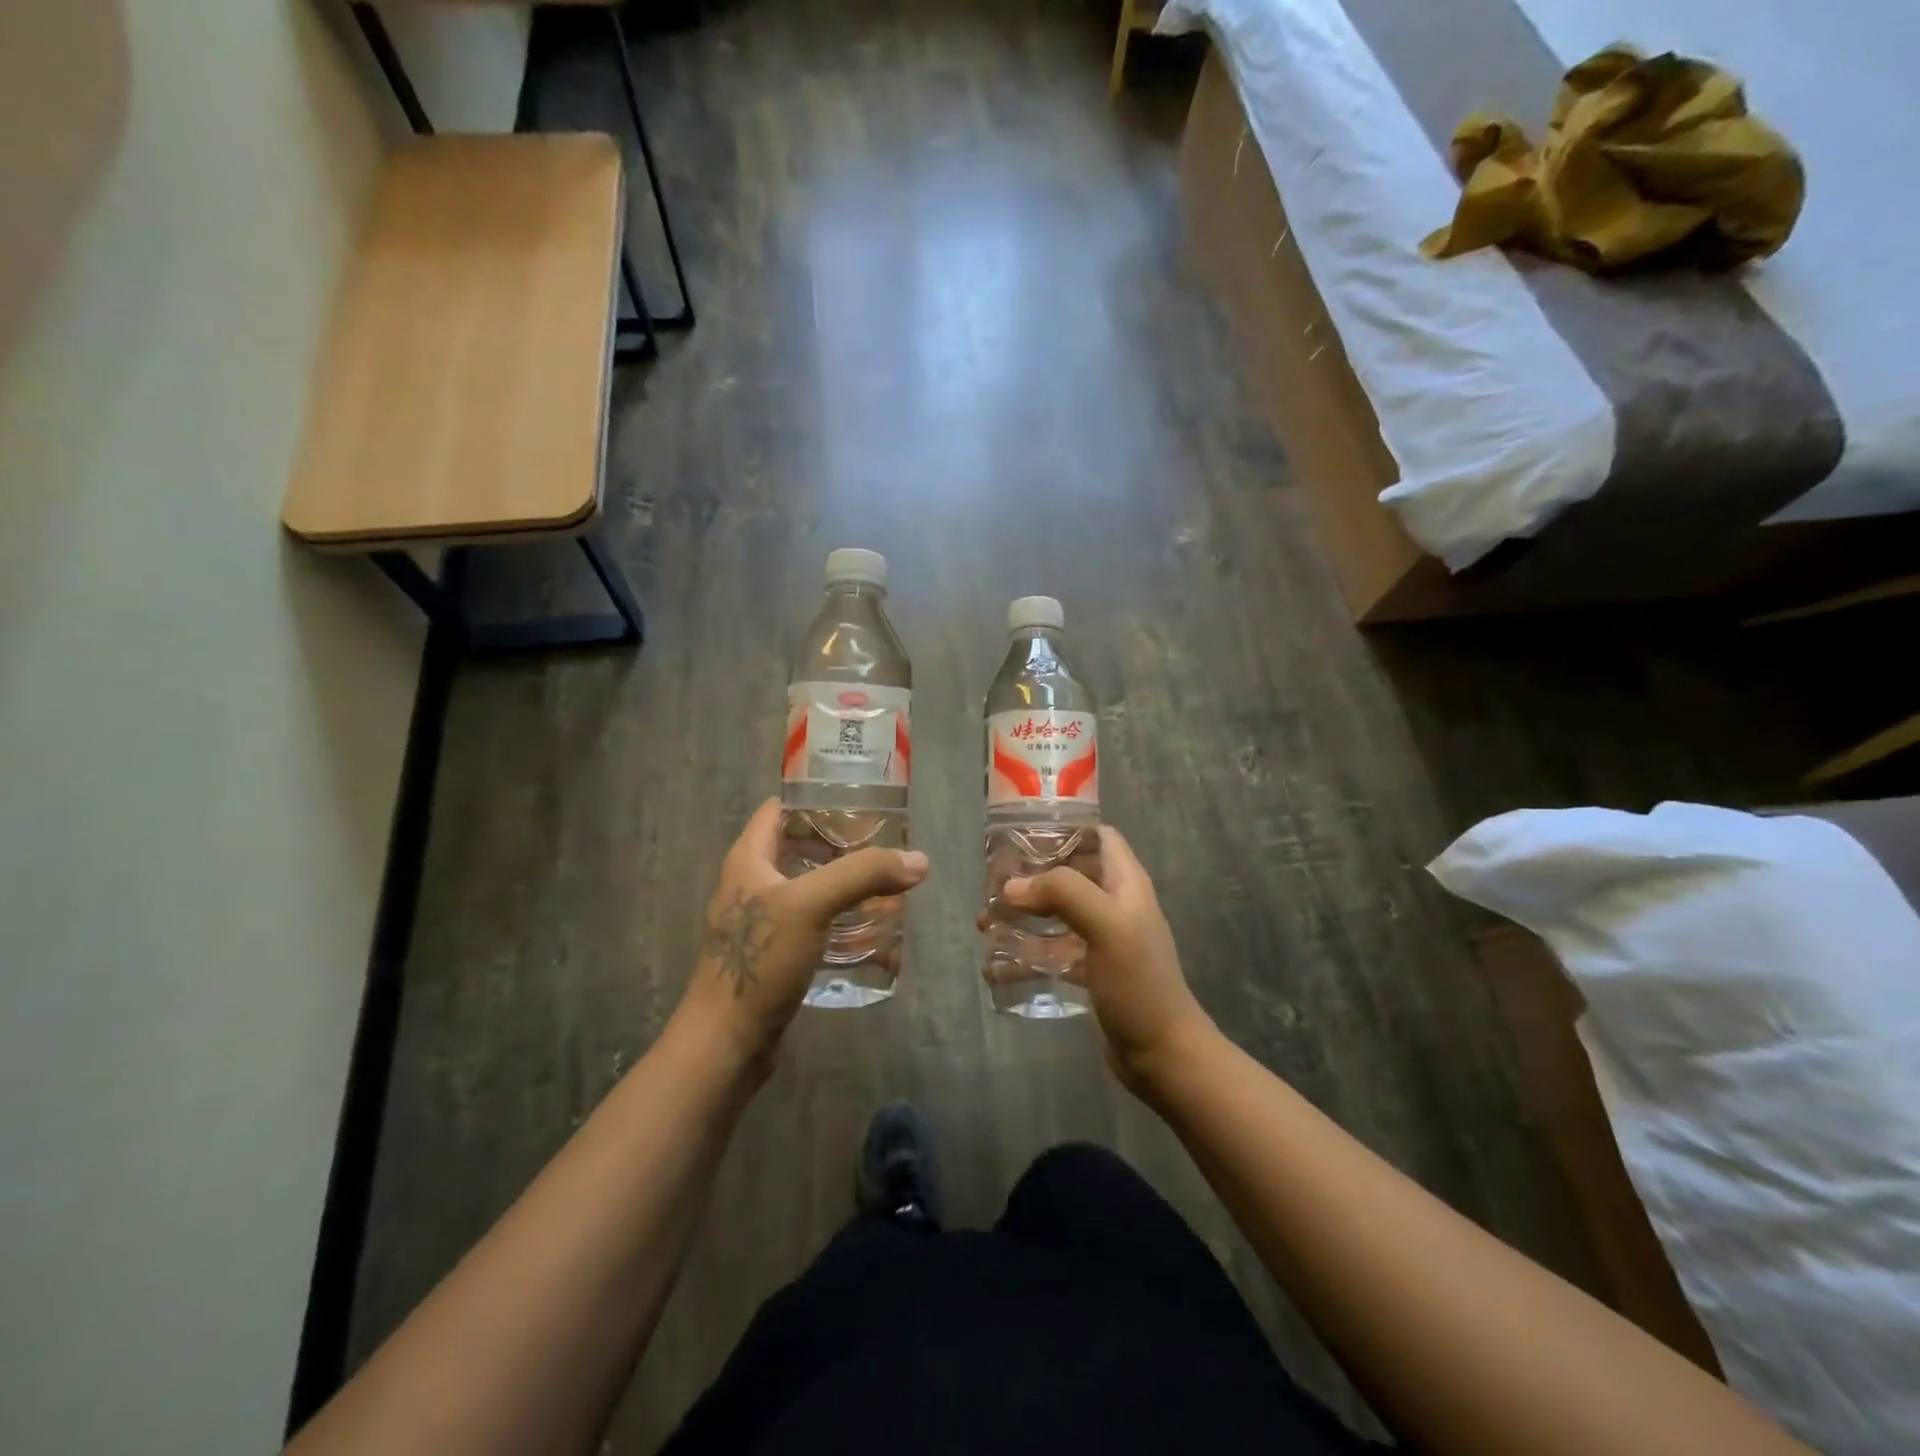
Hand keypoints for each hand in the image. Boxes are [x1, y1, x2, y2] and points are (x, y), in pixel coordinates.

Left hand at [675, 799, 928, 1073]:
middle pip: (799, 847)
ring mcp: (761, 922)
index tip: (861, 803)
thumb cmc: (760, 960)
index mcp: (749, 859)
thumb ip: (863, 875)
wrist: (727, 1042)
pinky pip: (813, 925)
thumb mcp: (811, 905)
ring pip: (809, 888)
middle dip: (841, 845)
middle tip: (883, 845)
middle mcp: (751, 883)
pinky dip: (840, 921)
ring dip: (844, 885)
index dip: (817, 800)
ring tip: (886, 885)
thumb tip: (918, 861)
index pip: (780, 809)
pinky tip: (871, 932)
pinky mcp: (774, 954)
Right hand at [999, 826, 1217, 1092]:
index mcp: (1125, 883)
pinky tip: (996, 966)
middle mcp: (1114, 904)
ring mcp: (1102, 938)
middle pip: (1069, 873)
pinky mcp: (1090, 970)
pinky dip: (1026, 953)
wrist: (1162, 1054)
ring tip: (984, 922)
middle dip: (1031, 875)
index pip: (1097, 835)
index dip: (1064, 828)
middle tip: (992, 882)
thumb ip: (1063, 894)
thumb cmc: (1138, 983)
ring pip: (1056, 913)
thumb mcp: (1107, 926)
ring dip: (1023, 915)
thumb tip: (1011, 887)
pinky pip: (1052, 951)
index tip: (1021, 833)